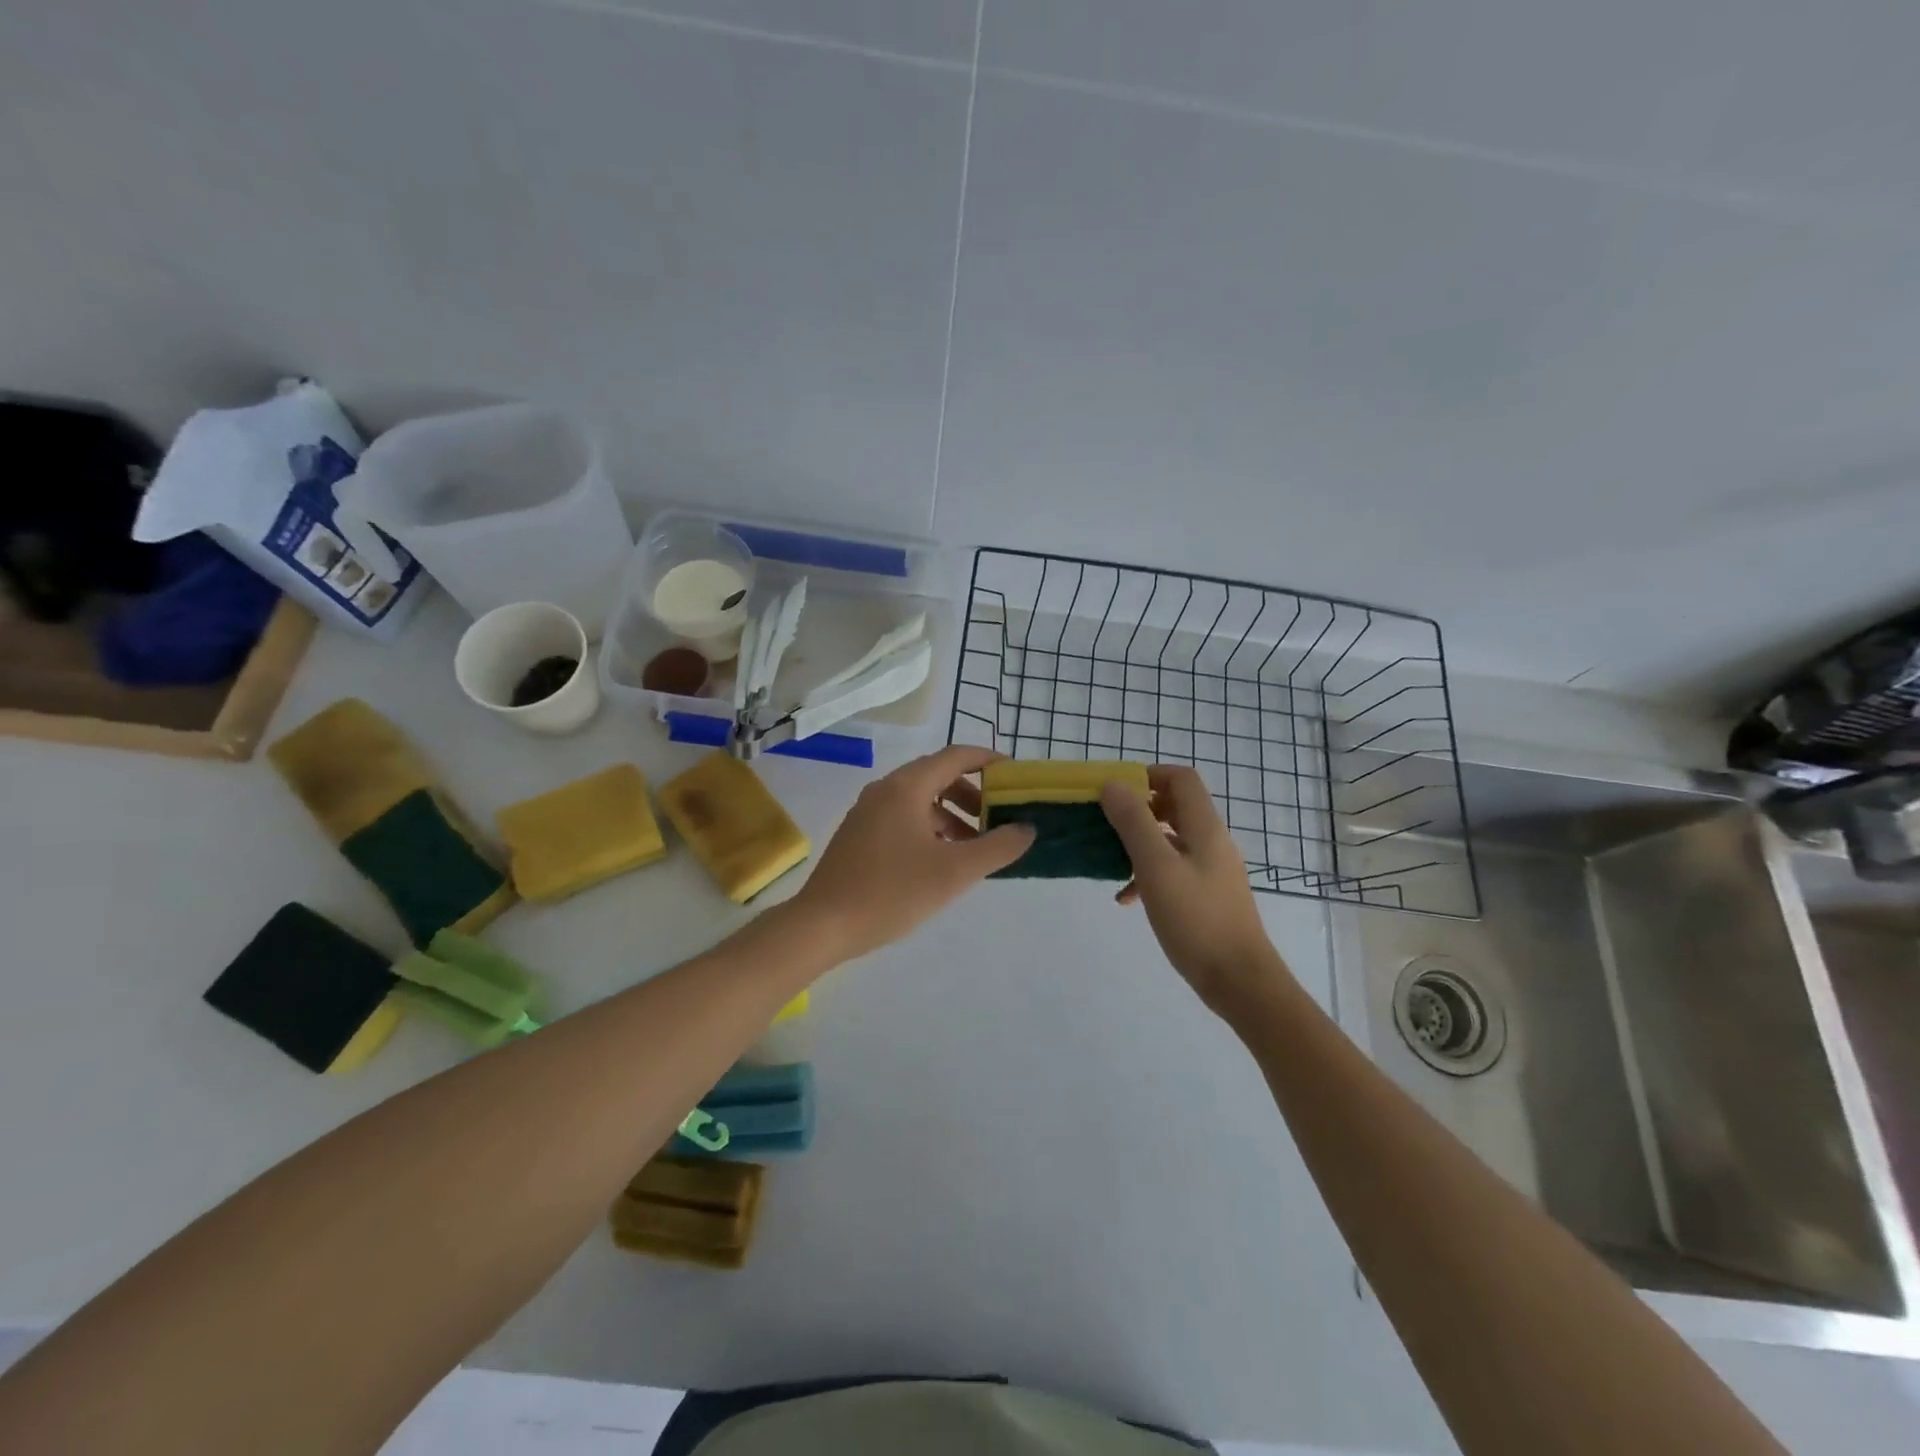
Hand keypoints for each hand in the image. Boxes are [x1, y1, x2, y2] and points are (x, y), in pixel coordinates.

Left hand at [794, 746, 1035, 961]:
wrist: (822, 925)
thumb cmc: (891, 892)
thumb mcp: (954, 872)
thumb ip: (997, 848)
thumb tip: (1027, 829)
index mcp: (906, 787)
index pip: (955, 756)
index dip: (988, 761)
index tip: (1014, 776)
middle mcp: (885, 790)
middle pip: (937, 776)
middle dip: (972, 794)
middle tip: (997, 818)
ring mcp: (867, 812)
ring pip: (920, 800)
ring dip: (951, 815)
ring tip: (973, 847)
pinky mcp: (859, 835)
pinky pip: (903, 818)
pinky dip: (929, 828)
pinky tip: (940, 861)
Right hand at [1101, 766, 1290, 1015]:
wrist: (1239, 980)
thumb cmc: (1196, 919)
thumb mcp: (1156, 867)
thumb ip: (1133, 823)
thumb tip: (1112, 784)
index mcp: (1204, 827)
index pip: (1180, 779)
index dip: (1148, 775)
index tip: (1114, 791)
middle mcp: (1211, 841)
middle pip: (1174, 806)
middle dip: (1137, 809)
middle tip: (1105, 823)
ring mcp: (1211, 869)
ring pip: (1170, 840)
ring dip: (1139, 843)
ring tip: (1109, 860)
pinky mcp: (1207, 895)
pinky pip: (1173, 869)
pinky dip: (1148, 873)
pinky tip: (1126, 898)